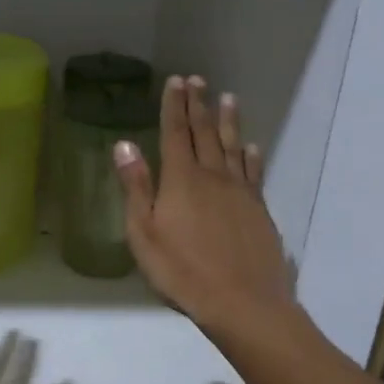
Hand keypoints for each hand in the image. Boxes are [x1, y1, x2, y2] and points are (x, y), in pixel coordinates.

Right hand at [115, 76, 291, 327]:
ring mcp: (240, 192)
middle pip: (205, 133)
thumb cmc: (181, 271)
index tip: (175, 81)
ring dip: (228, 121)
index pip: (176, 133)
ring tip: (228, 98)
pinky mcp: (259, 209)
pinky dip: (251, 155)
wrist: (242, 302)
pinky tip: (252, 146)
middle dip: (199, 105)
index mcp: (181, 180)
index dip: (174, 106)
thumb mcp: (144, 233)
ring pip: (233, 146)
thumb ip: (136, 187)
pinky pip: (253, 172)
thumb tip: (124, 145)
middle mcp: (213, 176)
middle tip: (197, 80)